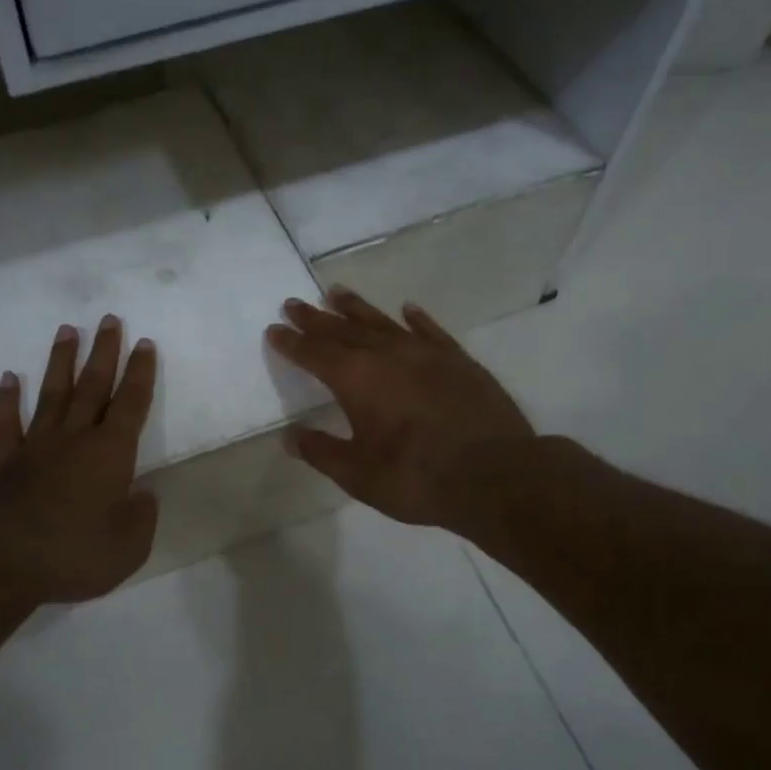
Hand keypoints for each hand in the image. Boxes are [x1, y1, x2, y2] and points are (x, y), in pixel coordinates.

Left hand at [0, 315, 159, 606]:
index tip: (144, 343)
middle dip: (104, 352)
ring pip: (52, 394)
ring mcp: (37, 447)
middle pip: (92, 386)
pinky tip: (9, 378)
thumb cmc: (74, 553)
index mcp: (110, 453)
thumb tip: (142, 495)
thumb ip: (141, 517)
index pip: (131, 404)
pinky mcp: (6, 463)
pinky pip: (7, 424)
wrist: (2, 562)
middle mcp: (75, 439)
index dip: (140, 373)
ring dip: (61, 362)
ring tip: (67, 330)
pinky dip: (7, 400)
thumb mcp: (129, 546)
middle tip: (109, 319)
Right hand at [266, 288, 537, 540]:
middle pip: (343, 330)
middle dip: (316, 318)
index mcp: (357, 380)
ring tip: (336, 292)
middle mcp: (387, 356)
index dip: (292, 342)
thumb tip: (290, 436)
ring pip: (383, 322)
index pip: (314, 354)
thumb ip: (322, 452)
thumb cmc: (418, 477)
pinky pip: (430, 331)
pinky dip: (415, 319)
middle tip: (294, 303)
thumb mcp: (359, 475)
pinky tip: (407, 309)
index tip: (273, 329)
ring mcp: (426, 354)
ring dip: (357, 308)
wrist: (496, 474)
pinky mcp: (459, 361)